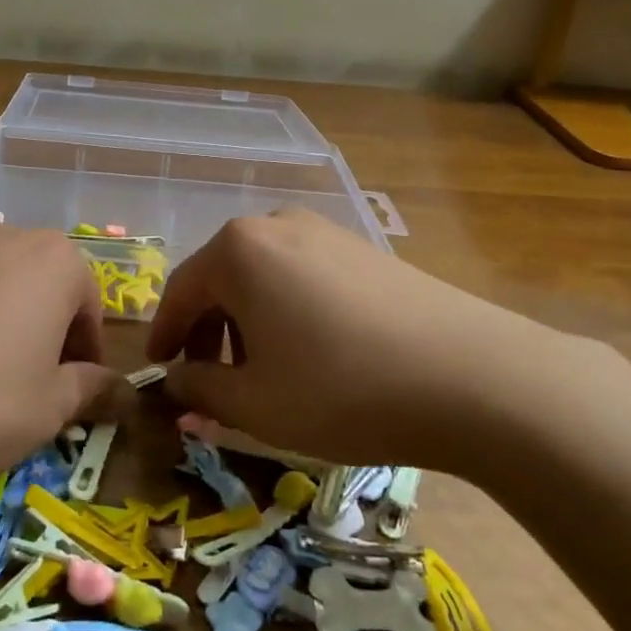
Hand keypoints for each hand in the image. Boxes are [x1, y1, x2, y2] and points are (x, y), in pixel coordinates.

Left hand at [0, 222, 114, 510]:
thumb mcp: (46, 413)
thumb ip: (89, 389)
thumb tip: (118, 390)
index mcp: (52, 262)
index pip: (87, 301)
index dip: (85, 348)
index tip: (74, 388)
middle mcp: (0, 235)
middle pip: (37, 279)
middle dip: (41, 324)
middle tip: (25, 380)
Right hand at [149, 210, 603, 477]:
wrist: (471, 375)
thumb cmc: (341, 389)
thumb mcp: (255, 404)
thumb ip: (200, 391)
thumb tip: (177, 382)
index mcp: (238, 251)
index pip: (181, 291)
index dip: (164, 336)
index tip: (159, 370)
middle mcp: (275, 225)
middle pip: (221, 279)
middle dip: (208, 330)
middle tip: (207, 378)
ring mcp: (325, 231)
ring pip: (263, 276)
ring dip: (247, 322)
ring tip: (260, 371)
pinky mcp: (363, 249)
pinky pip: (302, 275)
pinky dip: (286, 310)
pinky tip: (309, 352)